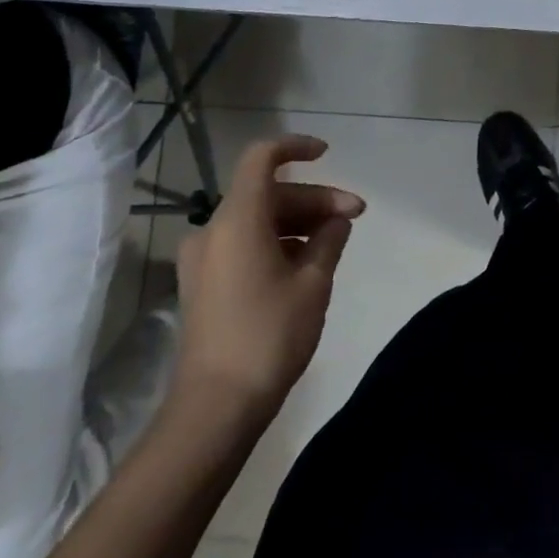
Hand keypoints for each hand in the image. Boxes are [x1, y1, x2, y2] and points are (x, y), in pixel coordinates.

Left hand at [174, 136, 363, 427]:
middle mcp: (213, 231)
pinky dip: (276, 241)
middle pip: (269, 193)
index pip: (262, 157)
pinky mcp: (203, 284)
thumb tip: (337, 218)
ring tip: (336, 241)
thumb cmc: (268, 336)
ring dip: (298, 221)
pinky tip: (306, 262)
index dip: (296, 147)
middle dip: (314, 199)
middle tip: (355, 216)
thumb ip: (329, 238)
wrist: (214, 410)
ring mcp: (203, 259)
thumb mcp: (313, 282)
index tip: (328, 155)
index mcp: (237, 220)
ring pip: (258, 219)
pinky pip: (244, 243)